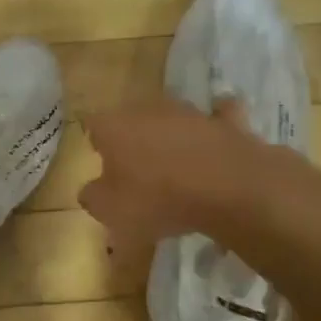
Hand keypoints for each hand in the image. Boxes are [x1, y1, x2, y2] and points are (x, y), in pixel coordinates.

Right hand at [78, 97, 255, 266]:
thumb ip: (93, 198)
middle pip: (132, 119)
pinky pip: (216, 118)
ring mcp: (188, 111)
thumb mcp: (112, 212)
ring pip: (171, 118)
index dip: (96, 144)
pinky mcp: (224, 121)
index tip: (102, 165)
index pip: (93, 125)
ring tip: (175, 166)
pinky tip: (215, 138)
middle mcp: (147, 109)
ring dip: (170, 135)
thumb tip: (90, 190)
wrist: (230, 189)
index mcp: (114, 126)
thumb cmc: (159, 199)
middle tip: (136, 170)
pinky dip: (214, 126)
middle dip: (132, 139)